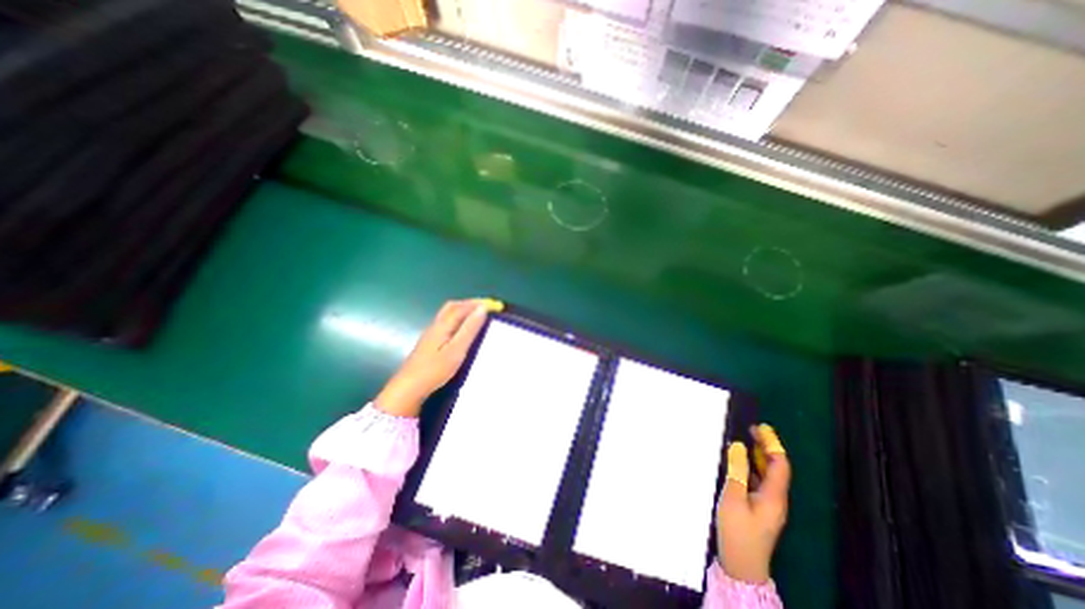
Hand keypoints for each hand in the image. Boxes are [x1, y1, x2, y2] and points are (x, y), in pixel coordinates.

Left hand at [372, 297, 493, 417]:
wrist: (409, 388)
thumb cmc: (435, 369)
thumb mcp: (457, 350)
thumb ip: (469, 329)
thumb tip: (482, 309)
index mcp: (443, 325)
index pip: (463, 307)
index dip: (479, 303)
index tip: (496, 305)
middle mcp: (436, 325)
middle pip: (453, 306)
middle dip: (470, 303)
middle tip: (486, 307)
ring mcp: (431, 333)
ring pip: (448, 314)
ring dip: (464, 310)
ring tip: (478, 316)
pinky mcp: (430, 341)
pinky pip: (447, 322)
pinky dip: (459, 318)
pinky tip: (463, 329)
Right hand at [718, 423, 793, 584]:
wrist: (741, 565)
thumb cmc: (738, 530)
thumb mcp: (734, 497)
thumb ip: (736, 470)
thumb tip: (738, 446)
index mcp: (774, 496)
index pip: (779, 464)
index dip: (772, 444)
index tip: (760, 427)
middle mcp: (776, 498)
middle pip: (776, 468)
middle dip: (766, 447)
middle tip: (751, 429)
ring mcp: (768, 505)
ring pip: (767, 475)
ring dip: (758, 456)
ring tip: (744, 441)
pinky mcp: (759, 509)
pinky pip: (758, 482)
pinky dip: (751, 467)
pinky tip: (738, 463)